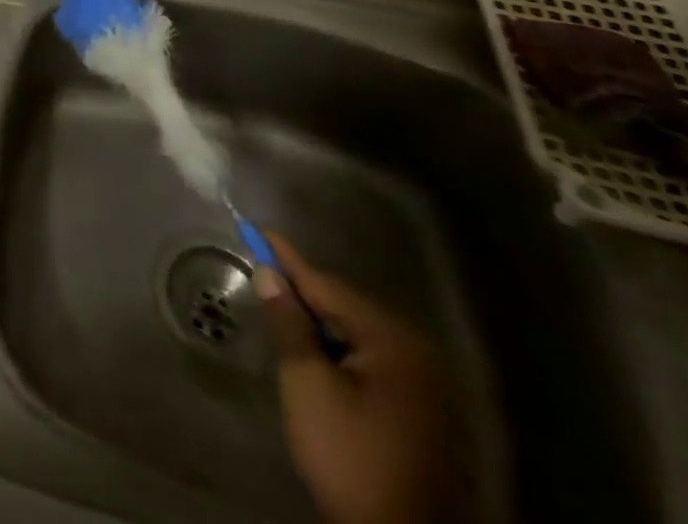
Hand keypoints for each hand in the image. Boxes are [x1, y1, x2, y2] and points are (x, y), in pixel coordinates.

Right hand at [256, 233, 462, 523]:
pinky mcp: (425, 413)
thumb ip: (288, 323)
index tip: (258, 230)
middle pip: (347, 308)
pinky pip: (374, 360)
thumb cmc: (350, 457)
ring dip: (322, 324)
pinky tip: (319, 354)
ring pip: (360, 335)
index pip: (328, 287)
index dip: (288, 260)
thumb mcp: (307, 384)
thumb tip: (268, 274)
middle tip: (264, 276)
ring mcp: (428, 387)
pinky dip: (342, 350)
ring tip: (285, 313)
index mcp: (395, 343)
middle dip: (305, 294)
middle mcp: (420, 355)